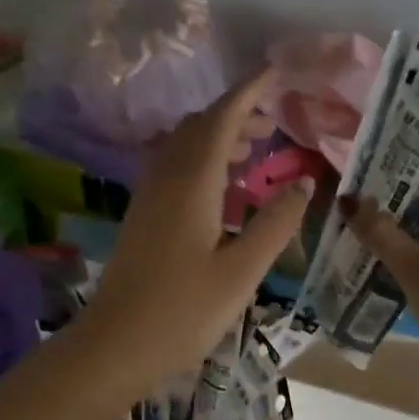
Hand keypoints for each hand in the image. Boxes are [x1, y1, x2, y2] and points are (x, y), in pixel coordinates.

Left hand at [79, 69, 312, 390]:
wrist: (115, 345)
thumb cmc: (183, 311)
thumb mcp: (242, 271)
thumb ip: (275, 224)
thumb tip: (302, 184)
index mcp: (192, 182)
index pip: (221, 119)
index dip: (248, 92)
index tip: (274, 73)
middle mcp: (166, 178)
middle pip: (200, 128)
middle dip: (236, 115)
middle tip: (273, 124)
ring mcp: (149, 197)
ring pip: (185, 148)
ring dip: (219, 139)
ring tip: (256, 152)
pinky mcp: (142, 217)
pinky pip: (175, 170)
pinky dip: (203, 163)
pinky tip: (224, 191)